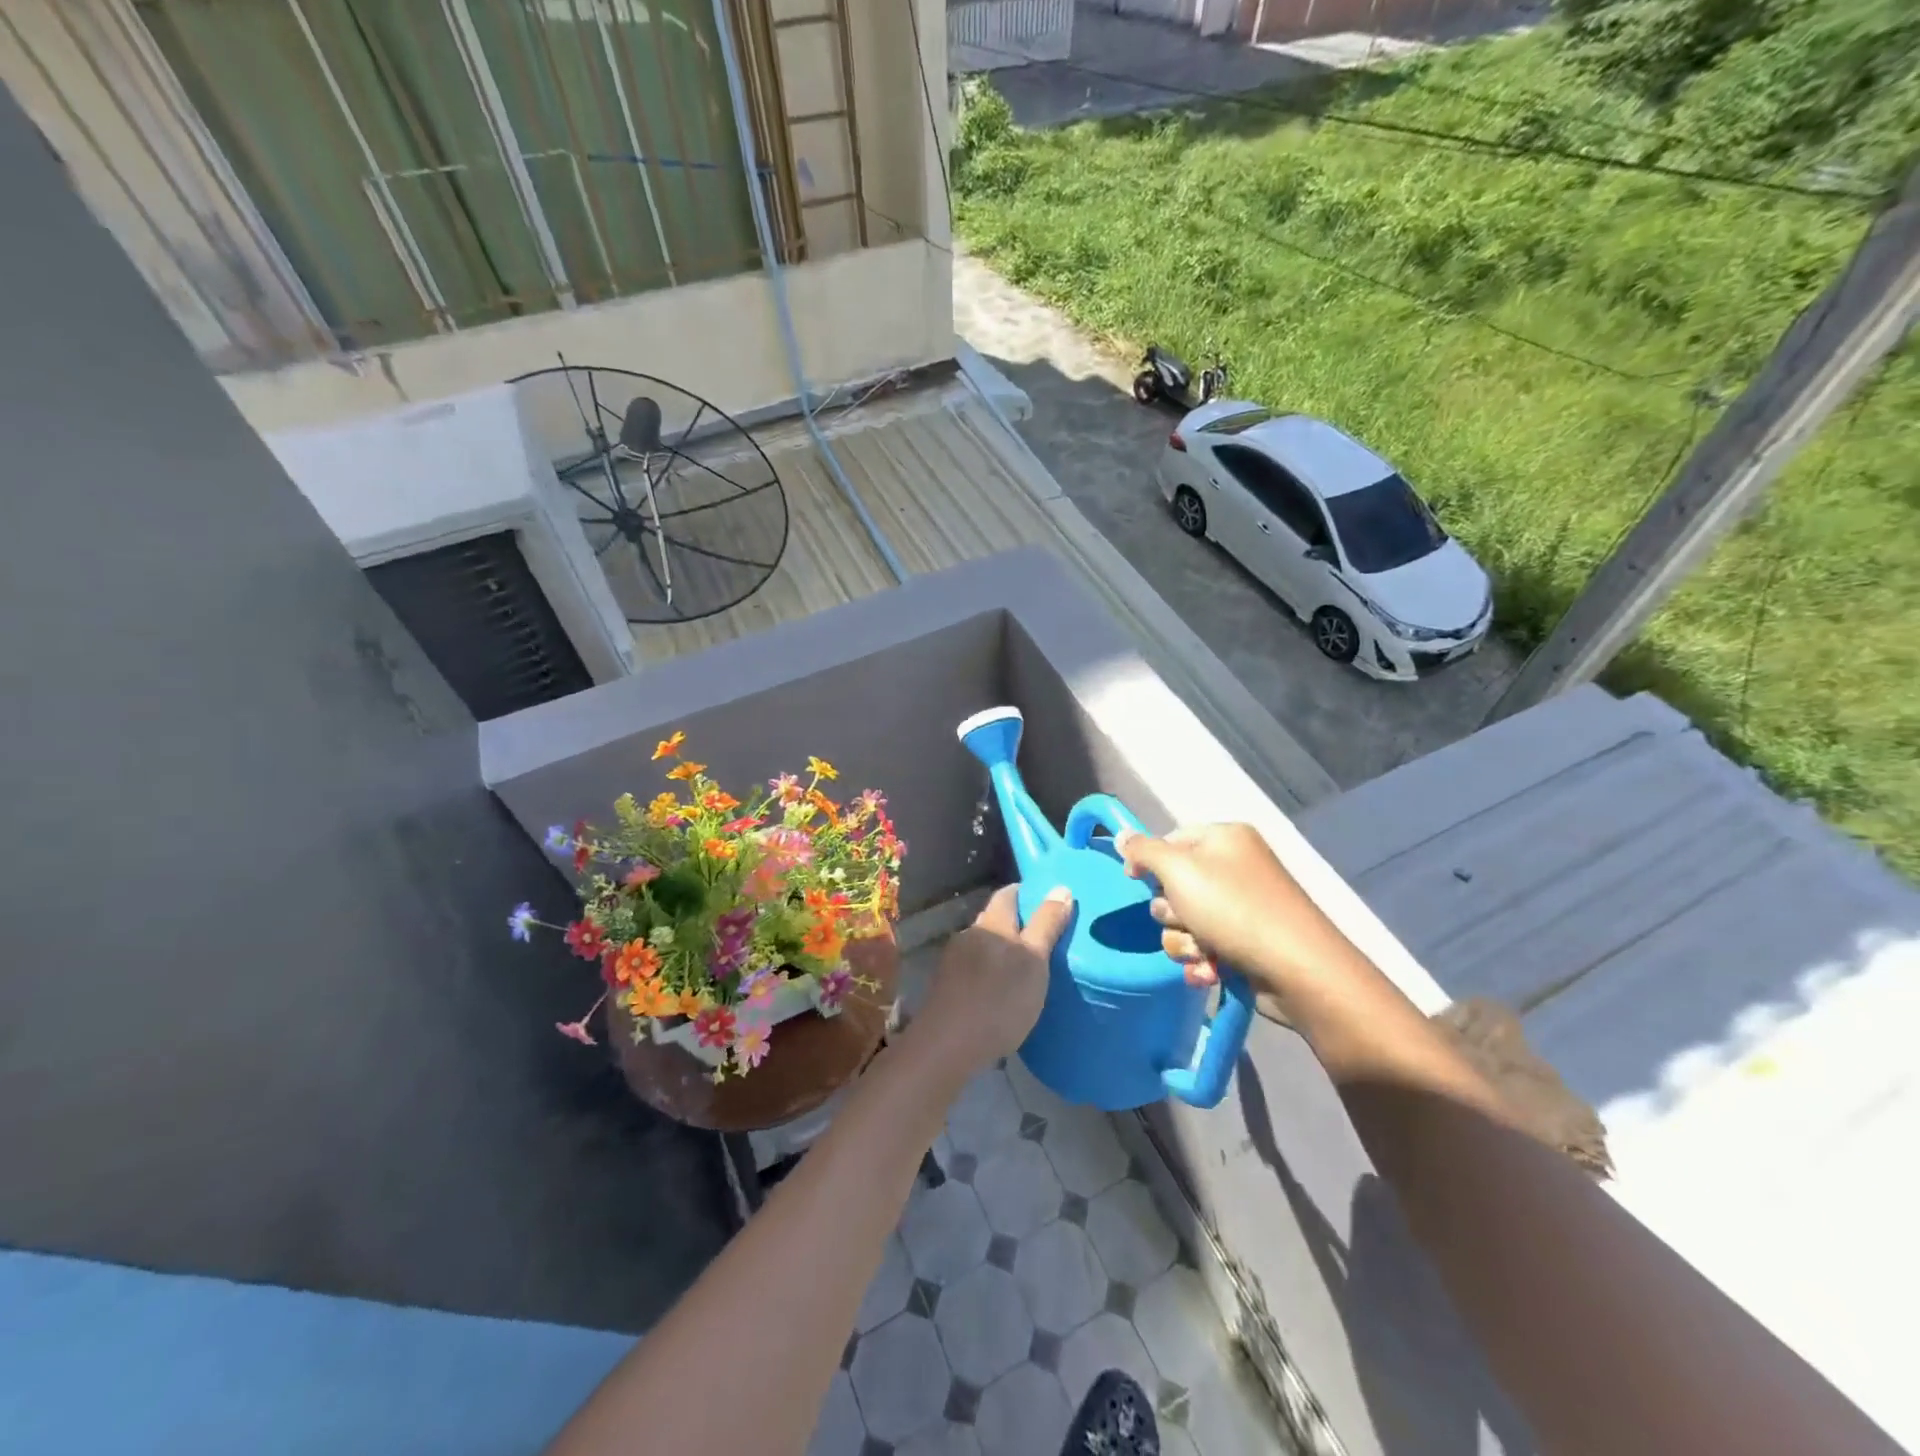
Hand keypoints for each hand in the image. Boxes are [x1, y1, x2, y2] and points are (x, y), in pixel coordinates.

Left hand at [912, 883, 1071, 1075]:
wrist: (948, 1045)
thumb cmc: (999, 1000)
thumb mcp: (1034, 962)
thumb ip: (1047, 925)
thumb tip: (1061, 888)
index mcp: (992, 923)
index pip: (1008, 894)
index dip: (1027, 893)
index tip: (1048, 901)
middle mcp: (970, 934)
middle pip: (995, 918)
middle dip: (1017, 923)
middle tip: (1045, 936)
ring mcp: (954, 960)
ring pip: (984, 944)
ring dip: (1002, 949)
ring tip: (1026, 966)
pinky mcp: (948, 985)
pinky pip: (975, 968)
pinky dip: (991, 971)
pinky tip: (1001, 989)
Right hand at [1116, 823, 1352, 999]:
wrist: (1297, 970)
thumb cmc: (1234, 908)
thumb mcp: (1179, 870)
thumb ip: (1144, 851)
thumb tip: (1121, 836)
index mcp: (1224, 839)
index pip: (1170, 839)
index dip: (1149, 861)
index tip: (1134, 880)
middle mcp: (1233, 868)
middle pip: (1173, 885)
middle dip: (1171, 911)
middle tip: (1186, 919)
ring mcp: (1241, 907)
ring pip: (1183, 922)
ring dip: (1184, 942)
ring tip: (1204, 952)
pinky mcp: (1245, 943)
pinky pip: (1203, 948)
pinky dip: (1203, 961)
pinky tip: (1212, 971)